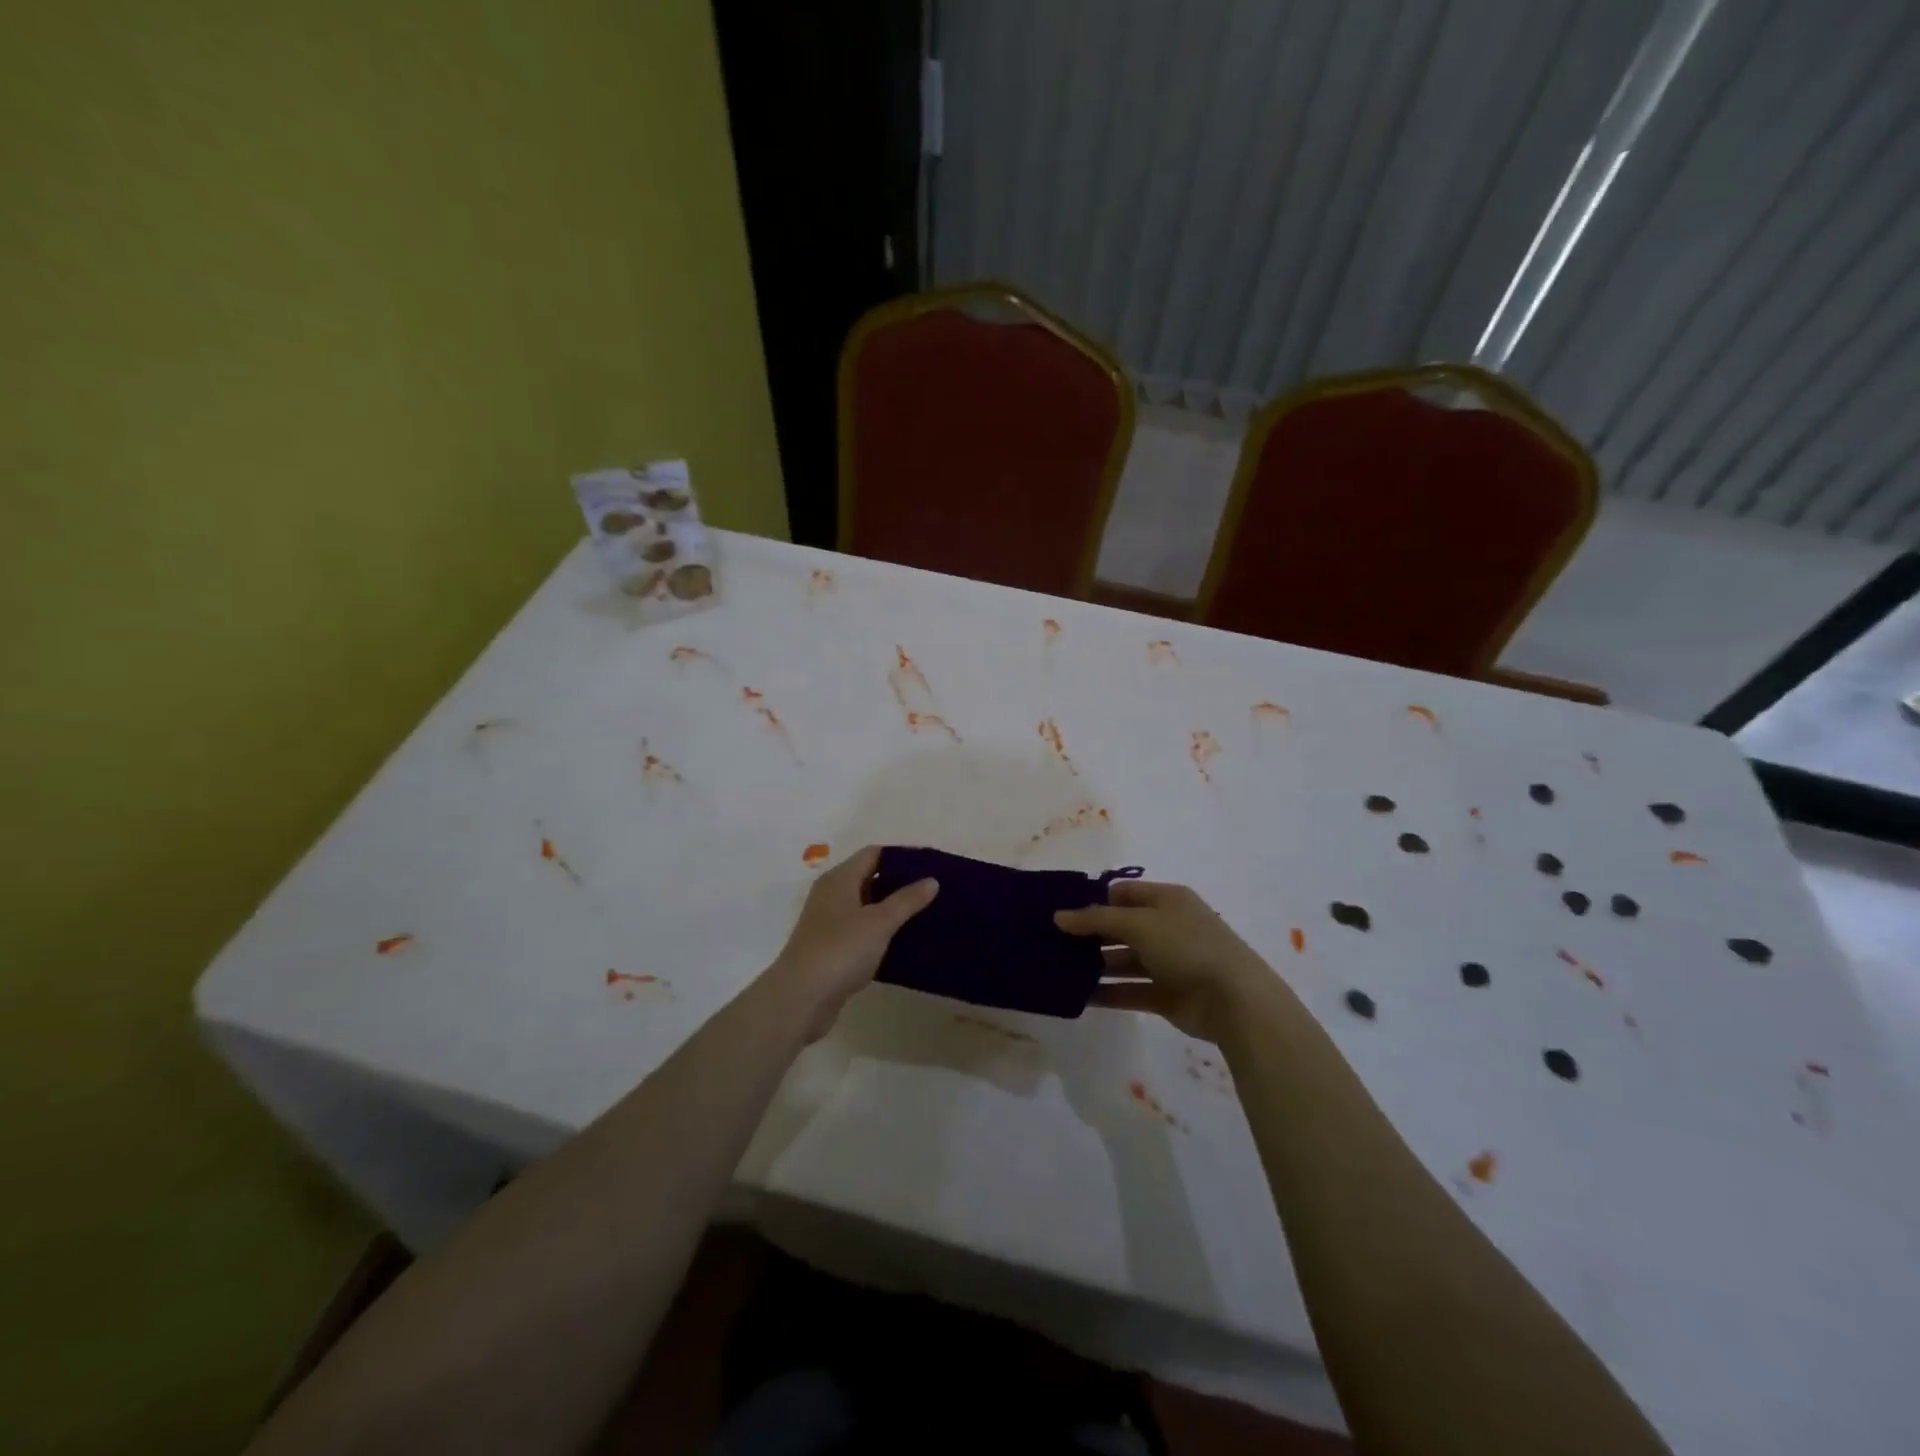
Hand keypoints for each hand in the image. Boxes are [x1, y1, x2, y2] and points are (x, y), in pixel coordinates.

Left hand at [767, 845, 938, 1040]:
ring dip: (891, 909)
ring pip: (866, 906)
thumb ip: (906, 900)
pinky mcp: (831, 948)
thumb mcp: (879, 922)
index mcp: (840, 879)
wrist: (800, 999)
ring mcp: (829, 922)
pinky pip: (861, 930)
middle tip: (932, 890)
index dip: (901, 856)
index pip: (873, 854)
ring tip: (924, 914)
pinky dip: (881, 931)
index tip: (930, 864)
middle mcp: (831, 895)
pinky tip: (902, 941)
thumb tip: (931, 880)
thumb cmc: (840, 950)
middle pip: (869, 878)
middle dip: (899, 882)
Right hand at [1055, 881, 1270, 1043]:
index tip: (1061, 912)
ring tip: (1059, 970)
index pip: (1123, 893)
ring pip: (1123, 960)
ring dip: (1095, 965)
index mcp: (1167, 900)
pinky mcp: (1166, 994)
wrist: (1234, 1000)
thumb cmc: (1187, 946)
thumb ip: (1097, 919)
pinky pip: (1130, 990)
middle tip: (1053, 942)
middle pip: (1121, 926)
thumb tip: (1059, 916)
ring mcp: (1168, 962)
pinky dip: (1108, 993)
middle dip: (1090, 934)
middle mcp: (1167, 927)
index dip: (1094, 900)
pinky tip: (1079, 996)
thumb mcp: (1139, 923)